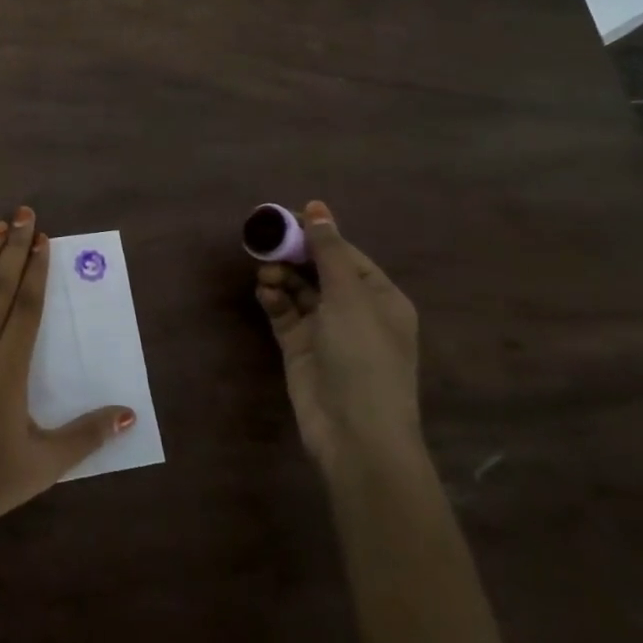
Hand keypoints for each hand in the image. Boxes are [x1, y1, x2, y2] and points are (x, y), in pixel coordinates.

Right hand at [254, 201, 420, 469]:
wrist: (355, 435)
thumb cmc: (363, 358)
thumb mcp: (349, 298)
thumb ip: (328, 251)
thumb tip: (317, 207)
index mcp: (379, 297)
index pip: (344, 254)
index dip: (315, 234)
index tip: (282, 218)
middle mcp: (354, 310)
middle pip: (318, 269)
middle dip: (293, 255)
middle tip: (263, 242)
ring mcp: (326, 330)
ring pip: (298, 289)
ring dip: (281, 277)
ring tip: (265, 274)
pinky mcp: (301, 348)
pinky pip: (284, 312)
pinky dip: (274, 300)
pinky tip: (265, 293)